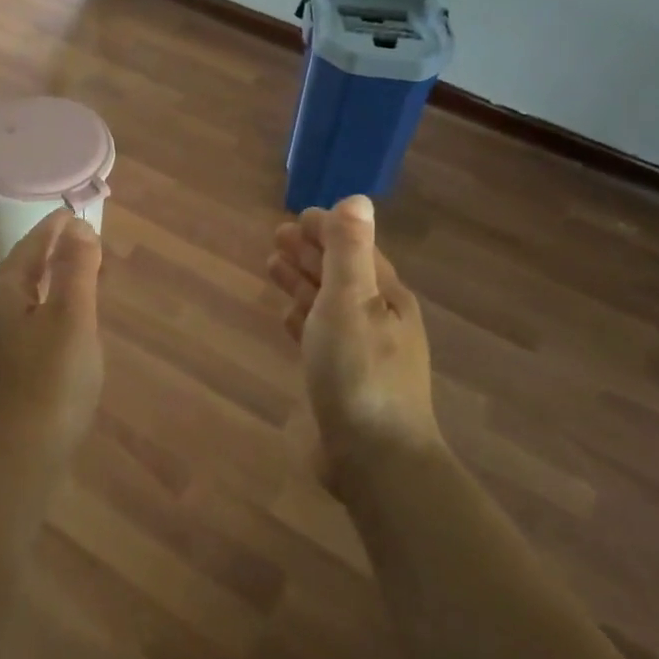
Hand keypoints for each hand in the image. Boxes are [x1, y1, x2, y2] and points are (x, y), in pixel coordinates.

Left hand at [0, 209, 104, 469]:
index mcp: (1, 294)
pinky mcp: (1, 375)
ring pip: (26, 301)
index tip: (75, 212)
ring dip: (52, 284)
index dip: (55, 228)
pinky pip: (27, 327)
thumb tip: (76, 227)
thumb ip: (75, 269)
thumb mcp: (71, 318)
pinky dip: (49, 313)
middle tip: (86, 244)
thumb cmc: (49, 384)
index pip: (31, 247)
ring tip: (81, 279)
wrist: (14, 464)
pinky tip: (64, 328)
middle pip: (24, 272)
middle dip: (54, 255)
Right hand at [268, 195, 439, 477]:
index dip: (327, 230)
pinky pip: (320, 337)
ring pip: (328, 305)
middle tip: (275, 237)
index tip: (294, 218)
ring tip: (272, 267)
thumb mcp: (352, 300)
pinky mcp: (344, 382)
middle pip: (341, 274)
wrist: (375, 459)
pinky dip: (303, 319)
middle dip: (310, 253)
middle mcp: (379, 320)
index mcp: (386, 297)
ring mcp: (363, 353)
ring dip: (302, 282)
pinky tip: (287, 318)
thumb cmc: (359, 371)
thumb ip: (350, 250)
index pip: (355, 249)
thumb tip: (357, 199)